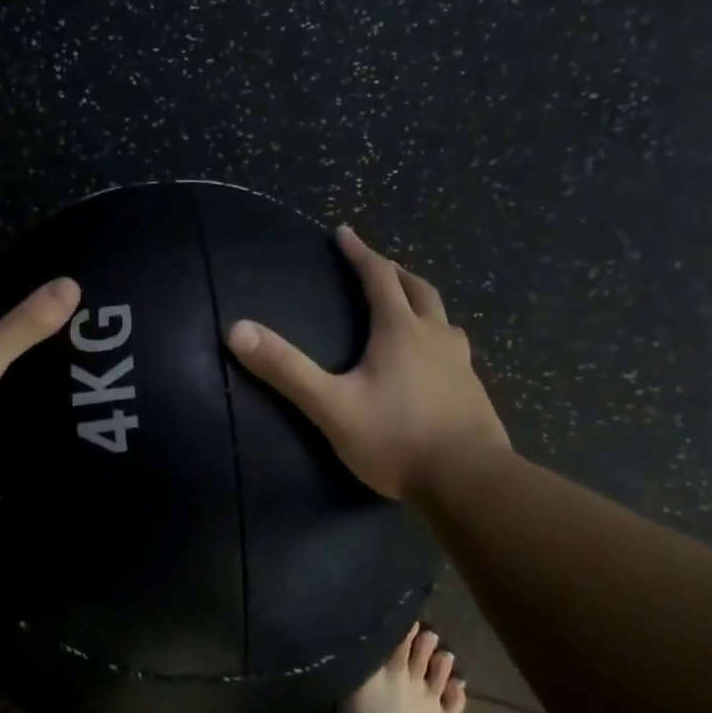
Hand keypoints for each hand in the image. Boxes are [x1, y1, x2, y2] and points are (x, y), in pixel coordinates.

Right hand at [226, 225, 509, 501]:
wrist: (469, 480)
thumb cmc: (395, 437)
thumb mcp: (331, 405)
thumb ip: (286, 369)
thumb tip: (237, 330)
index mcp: (399, 330)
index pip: (378, 276)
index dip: (359, 252)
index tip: (344, 233)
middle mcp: (435, 335)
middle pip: (417, 289)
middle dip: (394, 272)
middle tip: (378, 265)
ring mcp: (460, 362)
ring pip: (442, 318)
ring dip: (422, 304)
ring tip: (408, 309)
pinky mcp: (474, 390)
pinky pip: (455, 349)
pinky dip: (438, 339)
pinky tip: (433, 362)